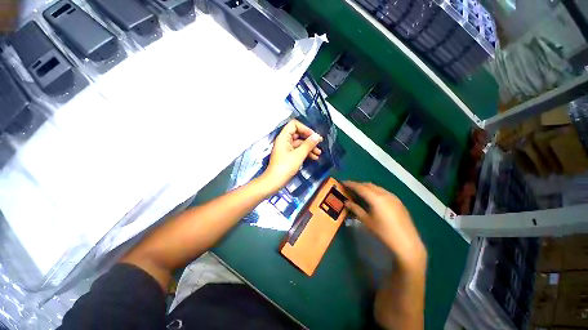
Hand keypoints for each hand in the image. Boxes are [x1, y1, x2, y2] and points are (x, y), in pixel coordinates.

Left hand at [260, 119, 322, 193]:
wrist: (275, 181)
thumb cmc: (285, 167)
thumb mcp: (299, 155)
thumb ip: (308, 144)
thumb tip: (317, 136)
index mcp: (283, 137)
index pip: (294, 125)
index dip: (305, 128)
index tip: (314, 136)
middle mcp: (284, 141)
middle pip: (298, 134)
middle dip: (309, 139)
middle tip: (319, 144)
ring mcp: (286, 149)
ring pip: (299, 144)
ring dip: (309, 147)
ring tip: (319, 153)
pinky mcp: (288, 156)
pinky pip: (298, 151)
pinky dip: (305, 153)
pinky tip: (314, 158)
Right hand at [343, 181, 426, 270]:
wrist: (407, 243)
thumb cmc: (384, 232)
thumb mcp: (367, 221)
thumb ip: (355, 209)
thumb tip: (346, 202)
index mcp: (376, 198)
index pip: (360, 187)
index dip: (350, 184)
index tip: (343, 182)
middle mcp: (384, 193)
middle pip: (368, 185)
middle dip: (358, 184)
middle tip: (349, 188)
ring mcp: (393, 196)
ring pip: (376, 187)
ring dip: (366, 187)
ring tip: (359, 192)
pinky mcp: (398, 201)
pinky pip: (383, 191)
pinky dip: (374, 191)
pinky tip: (372, 197)